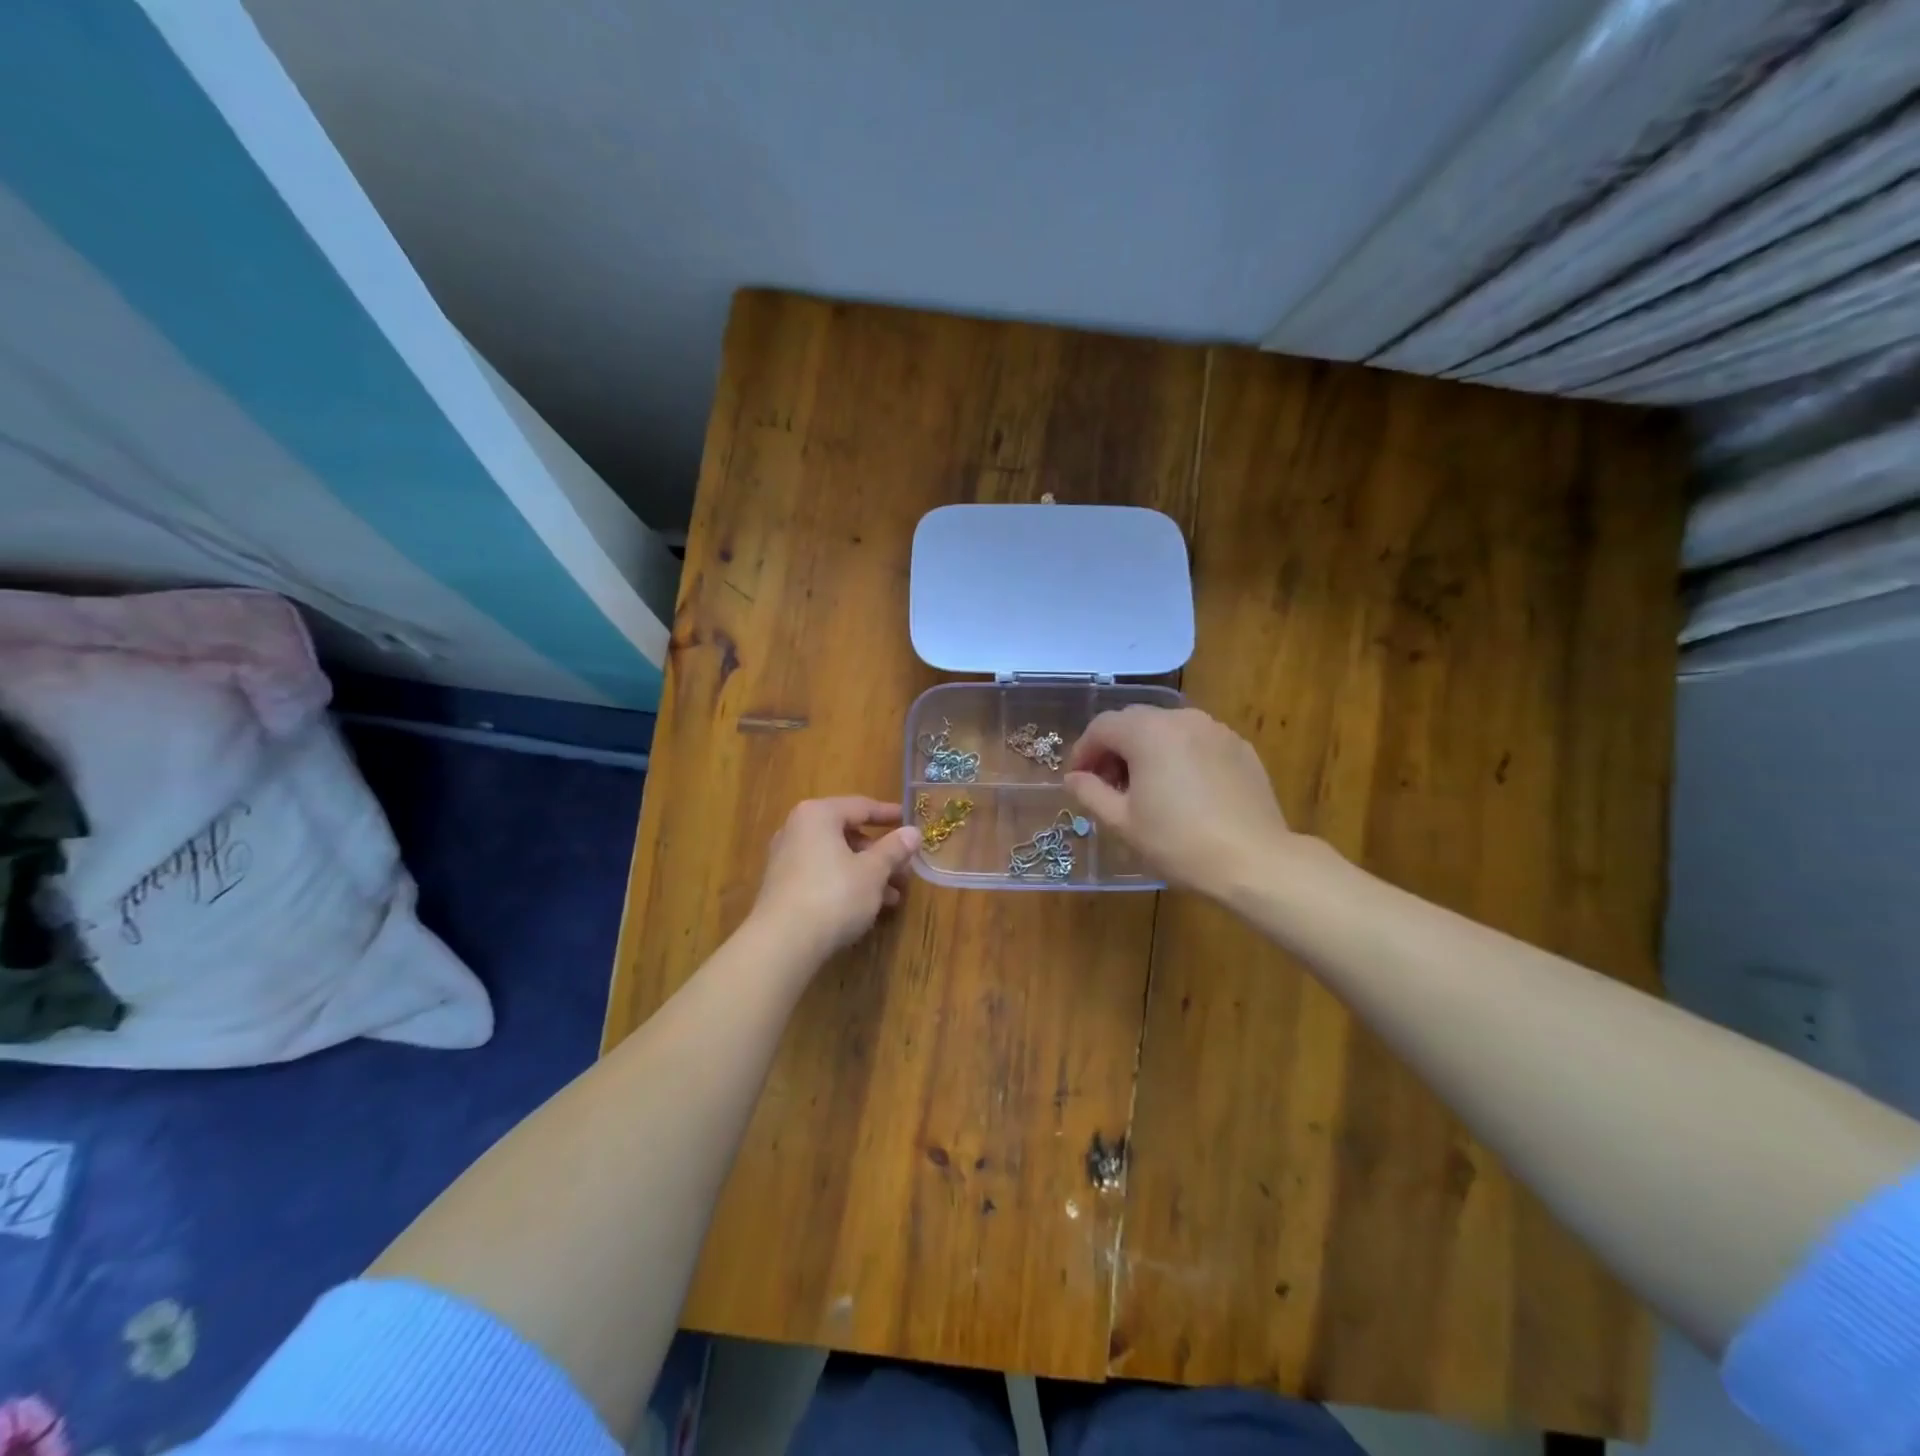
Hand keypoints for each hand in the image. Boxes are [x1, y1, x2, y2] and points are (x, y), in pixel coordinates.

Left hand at [749, 797, 921, 959]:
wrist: (783, 943)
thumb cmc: (834, 895)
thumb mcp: (873, 871)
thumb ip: (894, 849)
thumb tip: (913, 832)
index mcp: (818, 815)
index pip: (861, 806)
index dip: (889, 815)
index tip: (911, 822)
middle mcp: (797, 830)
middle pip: (848, 834)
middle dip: (880, 853)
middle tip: (905, 869)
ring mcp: (786, 859)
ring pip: (837, 858)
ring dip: (867, 873)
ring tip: (894, 896)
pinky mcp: (783, 887)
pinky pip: (823, 875)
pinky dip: (847, 884)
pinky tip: (868, 907)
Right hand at [1064, 706, 1294, 896]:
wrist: (1254, 861)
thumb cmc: (1178, 842)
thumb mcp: (1123, 822)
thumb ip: (1091, 793)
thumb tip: (1073, 778)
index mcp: (1148, 732)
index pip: (1102, 727)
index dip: (1083, 751)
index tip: (1078, 779)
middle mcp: (1181, 719)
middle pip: (1134, 721)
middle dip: (1114, 748)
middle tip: (1107, 784)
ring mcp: (1215, 730)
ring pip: (1167, 728)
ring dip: (1146, 749)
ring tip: (1145, 787)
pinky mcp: (1239, 746)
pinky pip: (1196, 740)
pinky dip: (1179, 755)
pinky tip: (1182, 790)